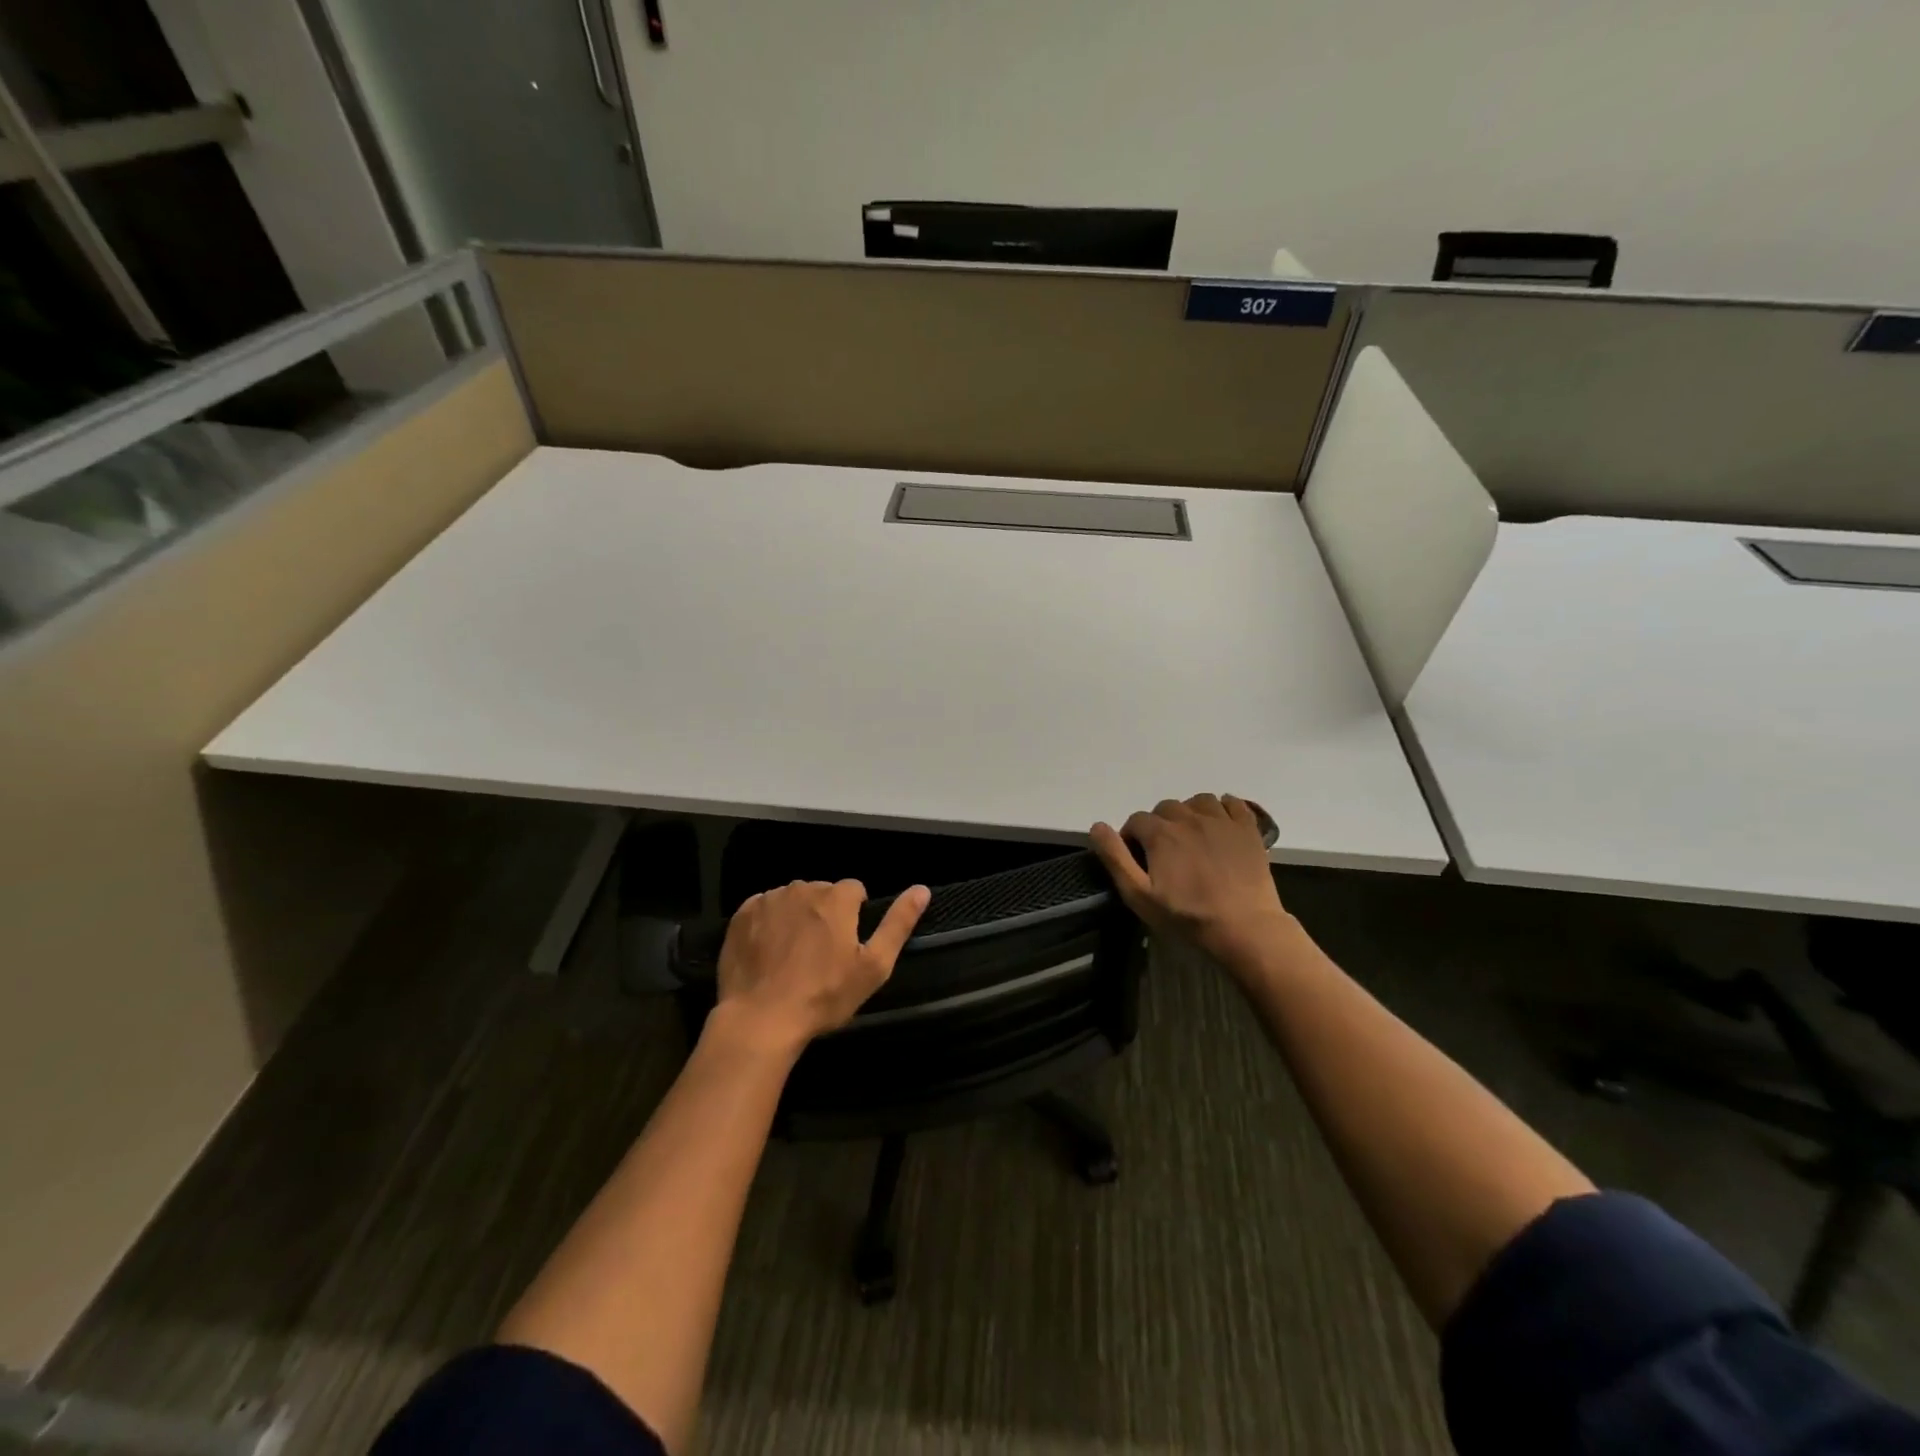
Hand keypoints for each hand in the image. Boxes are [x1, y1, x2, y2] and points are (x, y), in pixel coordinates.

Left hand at [711, 879, 929, 1056]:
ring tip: (792, 955)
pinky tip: (768, 952)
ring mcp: (769, 899)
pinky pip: (763, 908)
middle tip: (820, 954)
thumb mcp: (873, 967)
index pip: (855, 890)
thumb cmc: (823, 996)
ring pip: (792, 899)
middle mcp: (803, 888)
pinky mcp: (741, 915)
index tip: (847, 945)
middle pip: (822, 892)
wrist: (760, 1019)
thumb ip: (898, 924)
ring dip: (797, 916)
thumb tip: (922, 890)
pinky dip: (768, 923)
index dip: (855, 915)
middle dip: (824, 914)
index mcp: (837, 898)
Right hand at [1090, 794, 1292, 972]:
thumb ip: (1115, 858)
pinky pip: (1233, 803)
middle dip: (1159, 825)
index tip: (1138, 859)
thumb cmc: (1187, 916)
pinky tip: (1220, 825)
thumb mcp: (1138, 895)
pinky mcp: (1247, 829)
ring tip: (1191, 836)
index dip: (1132, 838)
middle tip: (1165, 853)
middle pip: (1165, 808)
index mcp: (1160, 833)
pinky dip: (1223, 808)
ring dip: (1189, 813)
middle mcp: (1188, 817)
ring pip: (1198, 801)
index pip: (1136, 820)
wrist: (1244, 927)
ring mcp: (1221, 820)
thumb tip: (1097, 827)